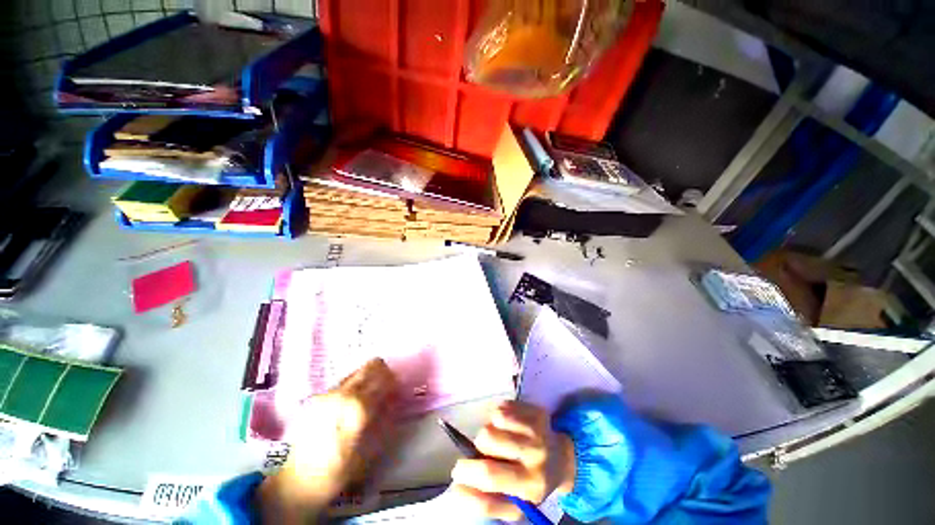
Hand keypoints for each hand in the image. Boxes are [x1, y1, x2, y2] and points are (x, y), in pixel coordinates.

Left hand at [258, 358, 398, 522]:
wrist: (298, 480)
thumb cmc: (340, 469)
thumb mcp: (371, 447)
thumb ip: (385, 417)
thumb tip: (394, 398)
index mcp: (359, 406)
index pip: (386, 377)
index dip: (395, 381)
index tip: (398, 389)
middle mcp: (344, 393)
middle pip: (371, 365)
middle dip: (383, 373)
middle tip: (386, 387)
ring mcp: (329, 392)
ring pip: (358, 371)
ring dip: (368, 378)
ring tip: (369, 397)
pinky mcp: (319, 396)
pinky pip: (345, 382)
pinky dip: (355, 386)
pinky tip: (351, 405)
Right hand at [449, 401, 575, 521]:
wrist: (561, 460)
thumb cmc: (531, 484)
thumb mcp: (512, 505)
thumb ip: (485, 503)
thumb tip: (456, 490)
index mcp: (529, 485)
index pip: (490, 476)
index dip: (467, 472)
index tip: (457, 472)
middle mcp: (535, 455)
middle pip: (487, 439)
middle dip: (479, 446)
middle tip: (486, 452)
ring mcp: (537, 430)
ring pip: (495, 419)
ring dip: (490, 428)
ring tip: (499, 437)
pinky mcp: (536, 411)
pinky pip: (504, 406)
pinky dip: (498, 415)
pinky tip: (507, 426)